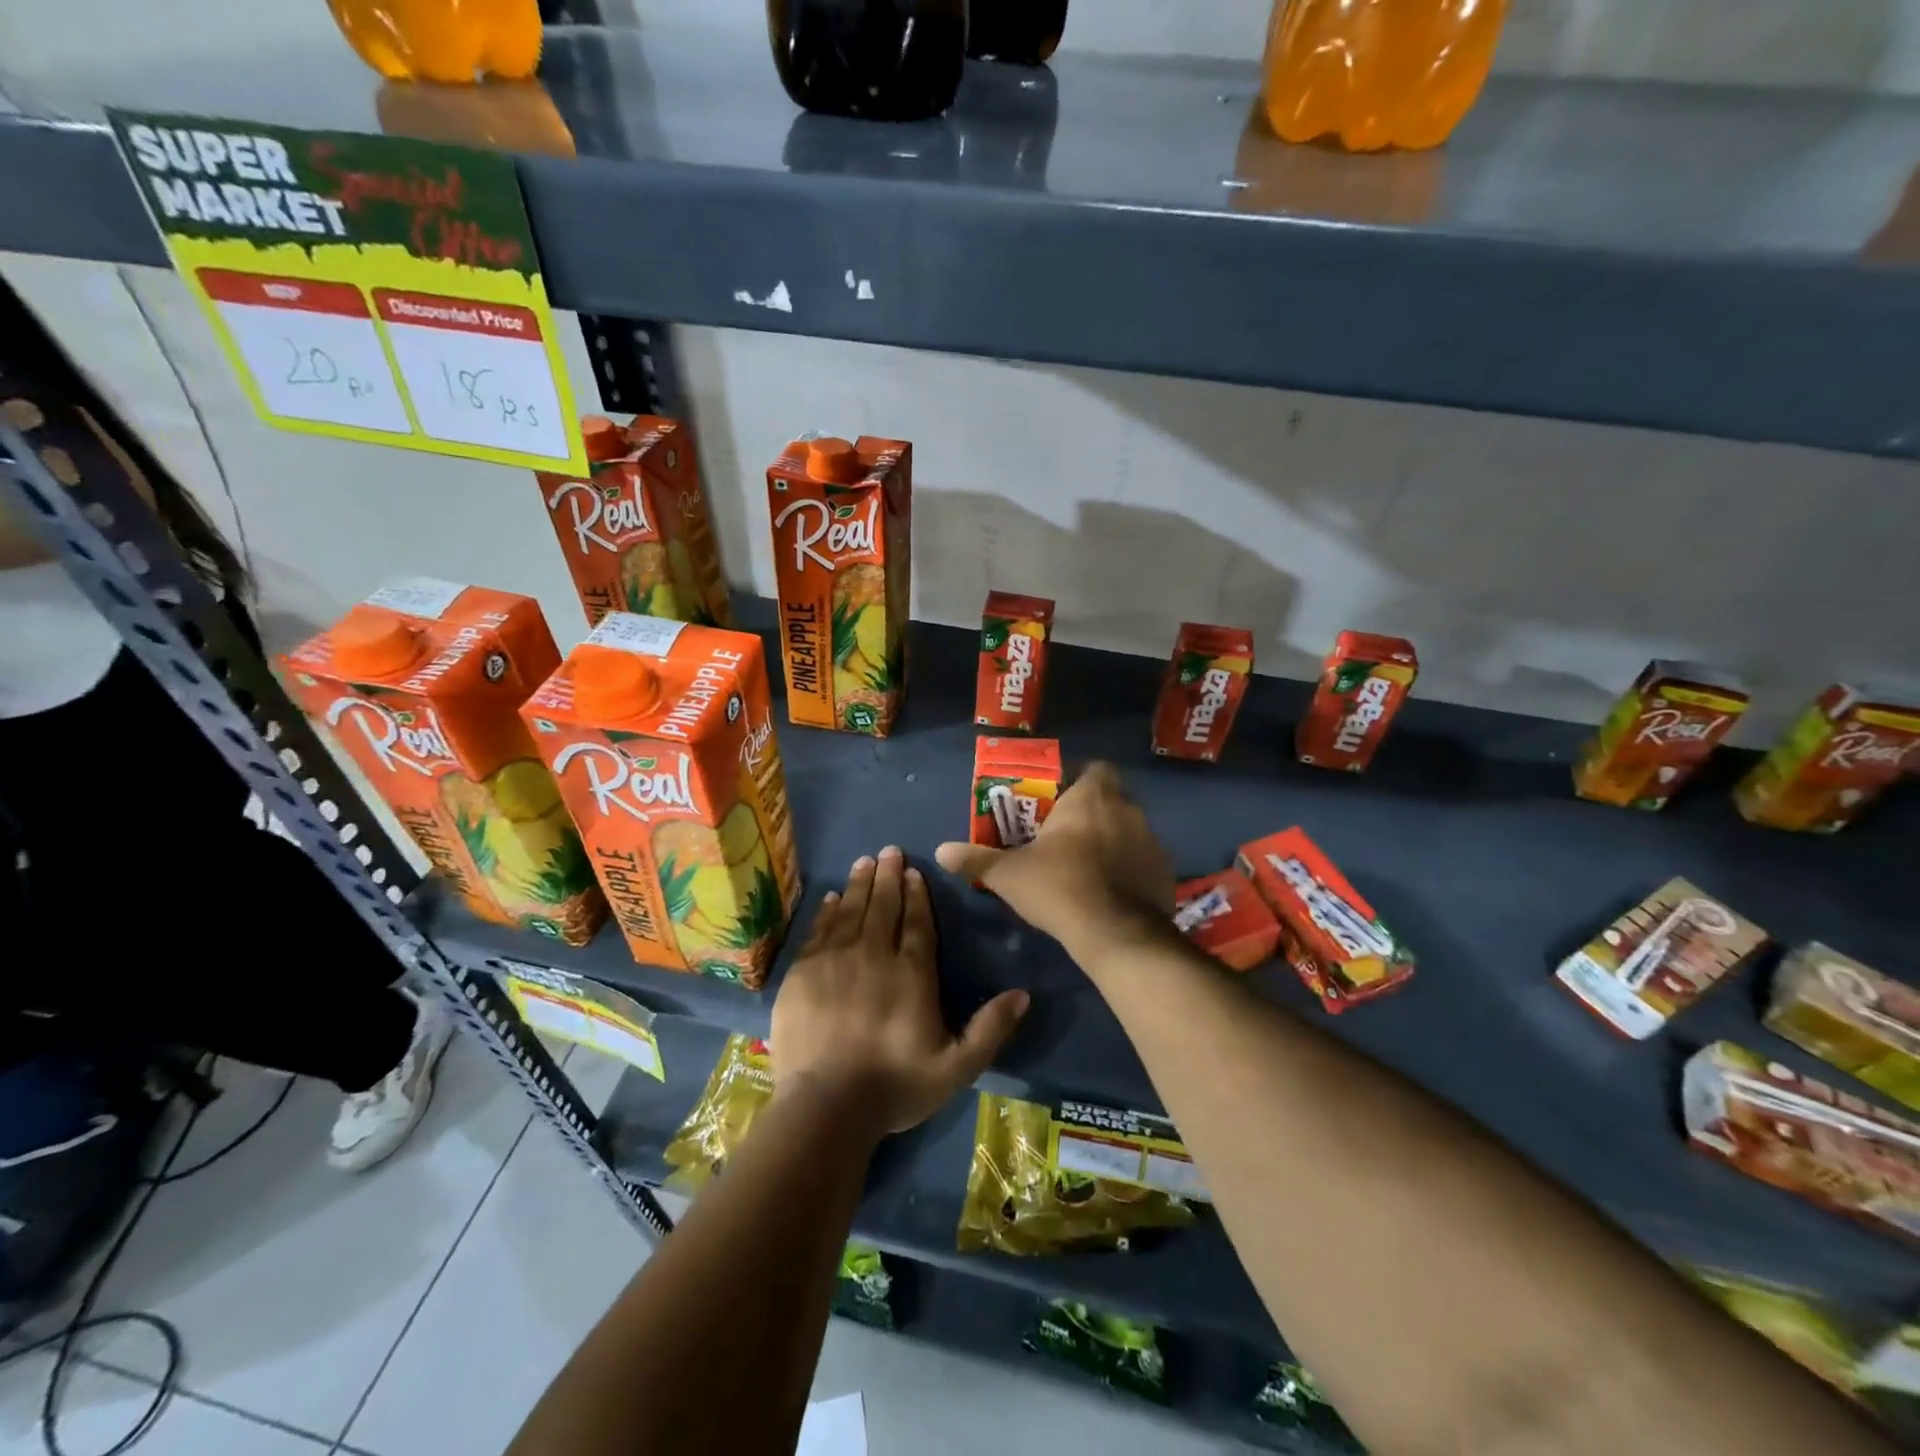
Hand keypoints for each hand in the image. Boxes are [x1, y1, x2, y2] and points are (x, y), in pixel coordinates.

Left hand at [771, 845, 1029, 1136]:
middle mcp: (875, 955)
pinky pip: (820, 930)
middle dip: (888, 877)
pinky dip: (828, 910)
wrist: (826, 1105)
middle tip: (889, 851)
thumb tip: (1024, 994)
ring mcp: (836, 960)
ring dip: (861, 884)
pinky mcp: (804, 972)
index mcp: (913, 973)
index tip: (914, 872)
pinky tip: (833, 898)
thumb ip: (990, 1029)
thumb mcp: (956, 1067)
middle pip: (884, 907)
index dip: (916, 895)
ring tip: (865, 861)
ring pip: (852, 911)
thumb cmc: (895, 1086)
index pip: (917, 923)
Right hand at [934, 761, 1175, 960]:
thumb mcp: (1008, 874)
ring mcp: (1152, 841)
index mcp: (1091, 797)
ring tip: (1085, 866)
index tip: (1056, 800)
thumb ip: (976, 859)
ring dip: (1111, 840)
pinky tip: (1110, 891)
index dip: (1077, 779)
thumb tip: (941, 851)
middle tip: (1064, 835)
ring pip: (1128, 829)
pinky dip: (1129, 869)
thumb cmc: (1059, 887)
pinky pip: (1143, 860)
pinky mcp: (1165, 872)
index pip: (1094, 768)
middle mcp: (1127, 810)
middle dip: (1090, 812)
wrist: (1115, 933)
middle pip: (1110, 799)